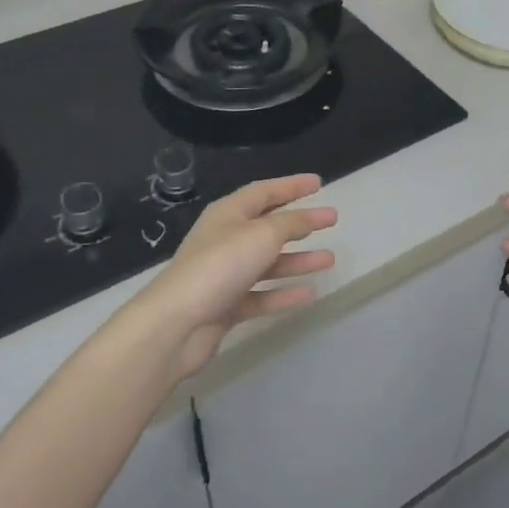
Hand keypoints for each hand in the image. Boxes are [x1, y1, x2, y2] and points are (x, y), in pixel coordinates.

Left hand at [128, 174, 336, 381]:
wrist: (177, 323)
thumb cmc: (220, 266)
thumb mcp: (261, 235)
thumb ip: (289, 224)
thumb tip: (307, 216)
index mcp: (228, 214)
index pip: (264, 192)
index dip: (291, 186)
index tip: (319, 183)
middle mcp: (225, 240)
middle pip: (268, 226)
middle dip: (301, 223)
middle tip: (332, 220)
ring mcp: (225, 275)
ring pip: (268, 263)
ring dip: (298, 260)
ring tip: (330, 259)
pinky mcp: (226, 306)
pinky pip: (261, 295)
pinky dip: (283, 294)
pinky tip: (309, 294)